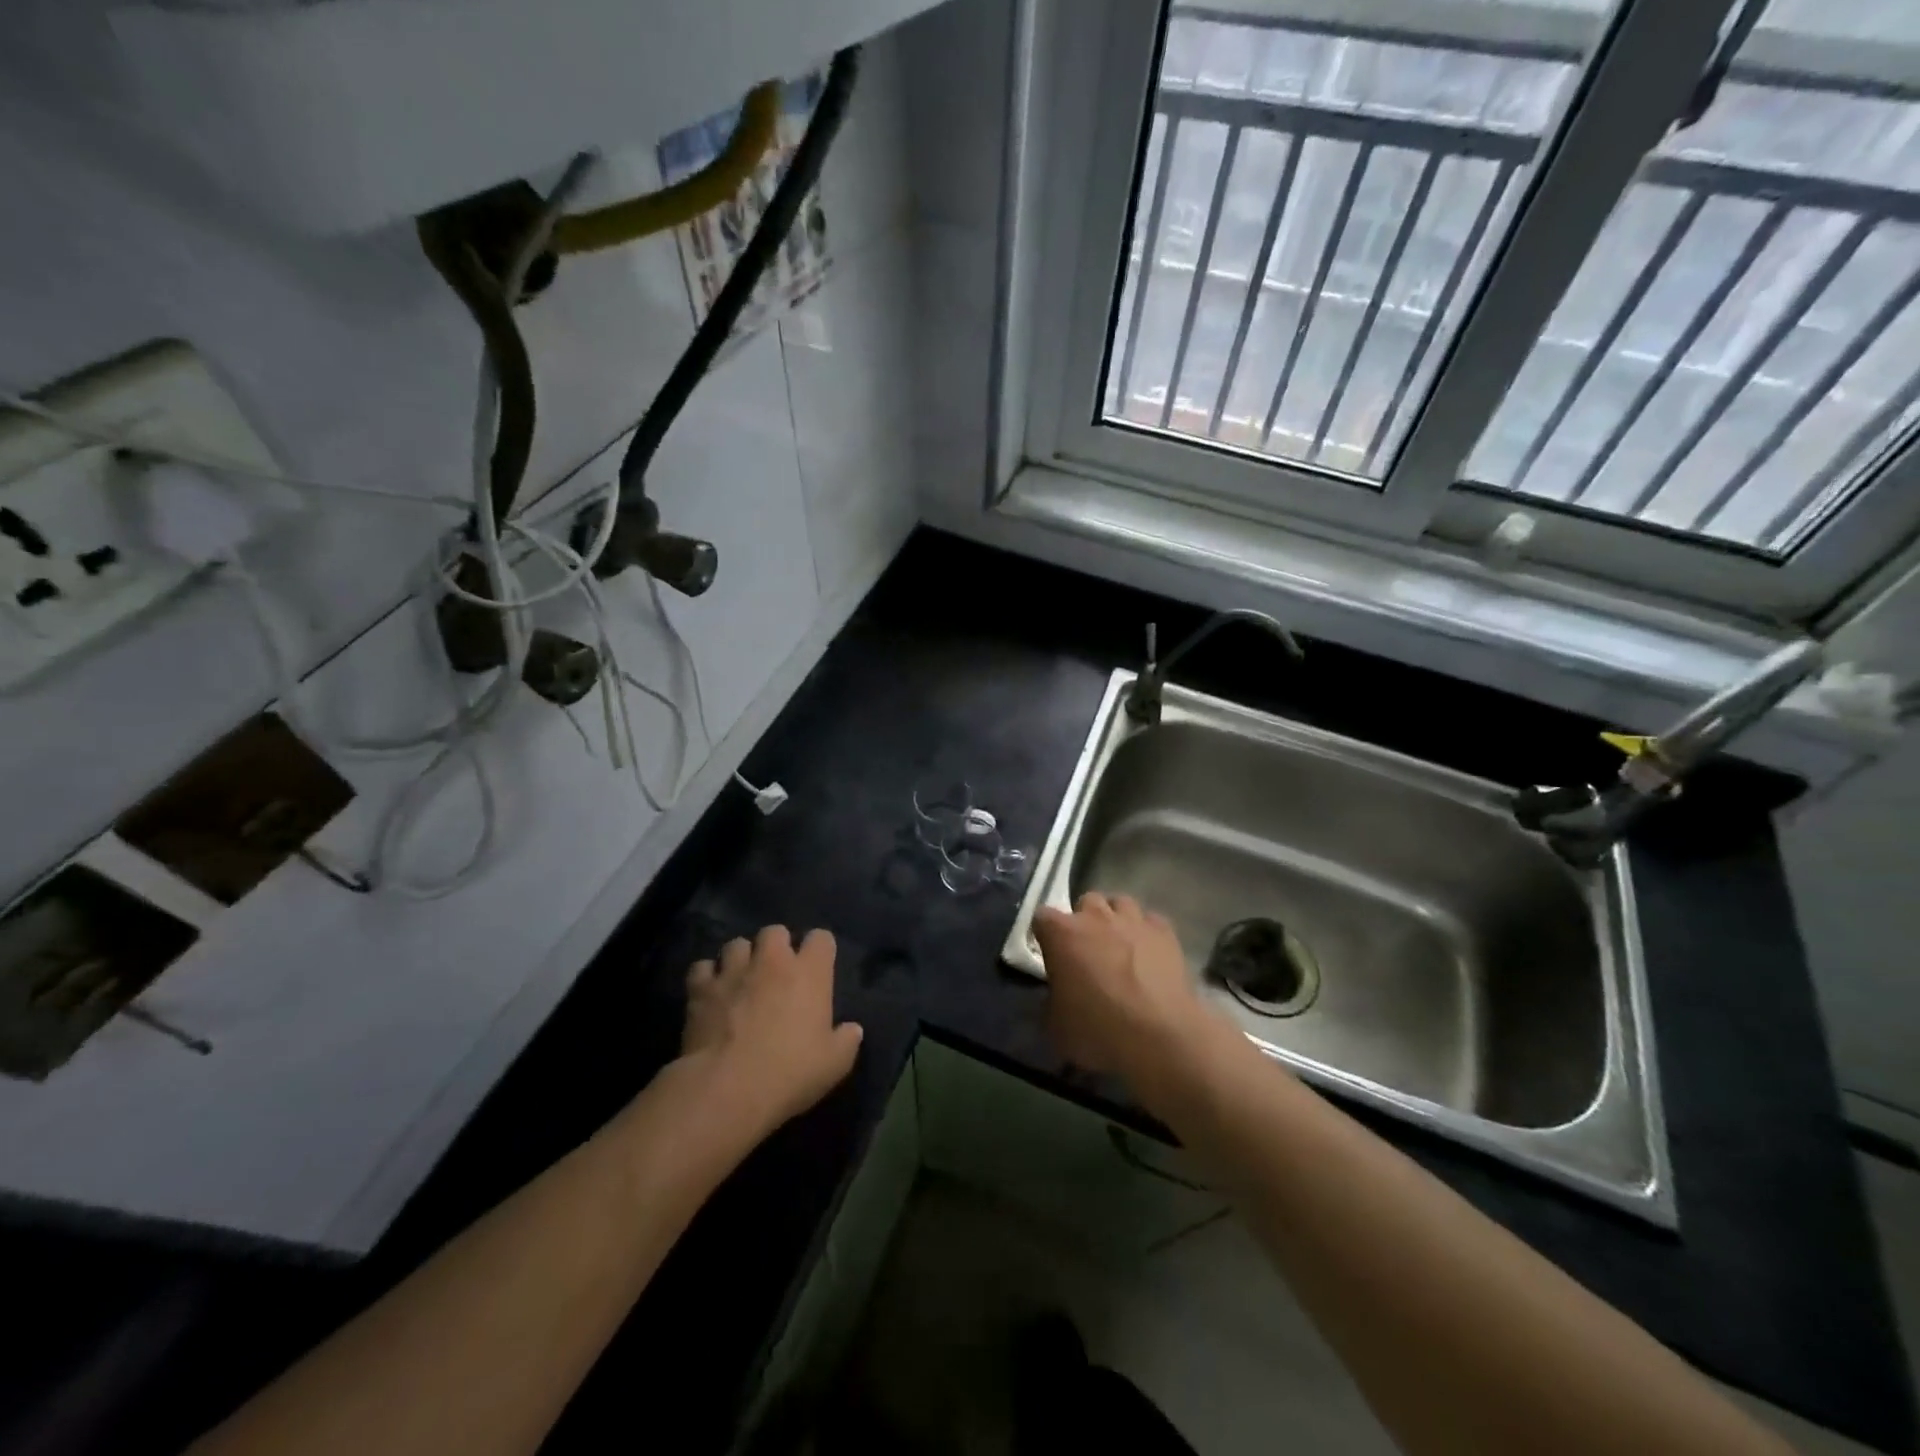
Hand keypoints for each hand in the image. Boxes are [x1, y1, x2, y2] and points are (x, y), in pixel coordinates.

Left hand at [681, 925, 862, 1137]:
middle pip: (775, 931)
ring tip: (740, 979)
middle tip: (776, 971)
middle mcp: (772, 961)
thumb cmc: (789, 1073)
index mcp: (810, 972)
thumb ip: (846, 1041)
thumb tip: (853, 1029)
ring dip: (740, 958)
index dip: (820, 950)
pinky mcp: (700, 988)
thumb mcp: (834, 1064)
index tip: (818, 967)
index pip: (821, 938)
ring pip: (736, 944)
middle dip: (776, 946)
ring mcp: (733, 971)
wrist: (727, 1089)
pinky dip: (706, 978)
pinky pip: (702, 968)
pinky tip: (709, 994)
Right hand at [1033, 892, 1218, 1082]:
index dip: (1046, 934)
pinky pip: (1151, 921)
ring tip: (1120, 947)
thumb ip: (1053, 998)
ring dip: (1116, 920)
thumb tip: (1059, 993)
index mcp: (1062, 934)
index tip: (1051, 954)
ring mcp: (1133, 920)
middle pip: (1086, 902)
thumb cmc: (1098, 1031)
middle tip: (1089, 950)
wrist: (1159, 1038)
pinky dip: (1147, 933)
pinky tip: (1150, 955)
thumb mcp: (1056, 1024)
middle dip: (1085, 920)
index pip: (1042, 917)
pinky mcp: (1165, 932)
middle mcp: (1096, 917)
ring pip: (1120, 904)